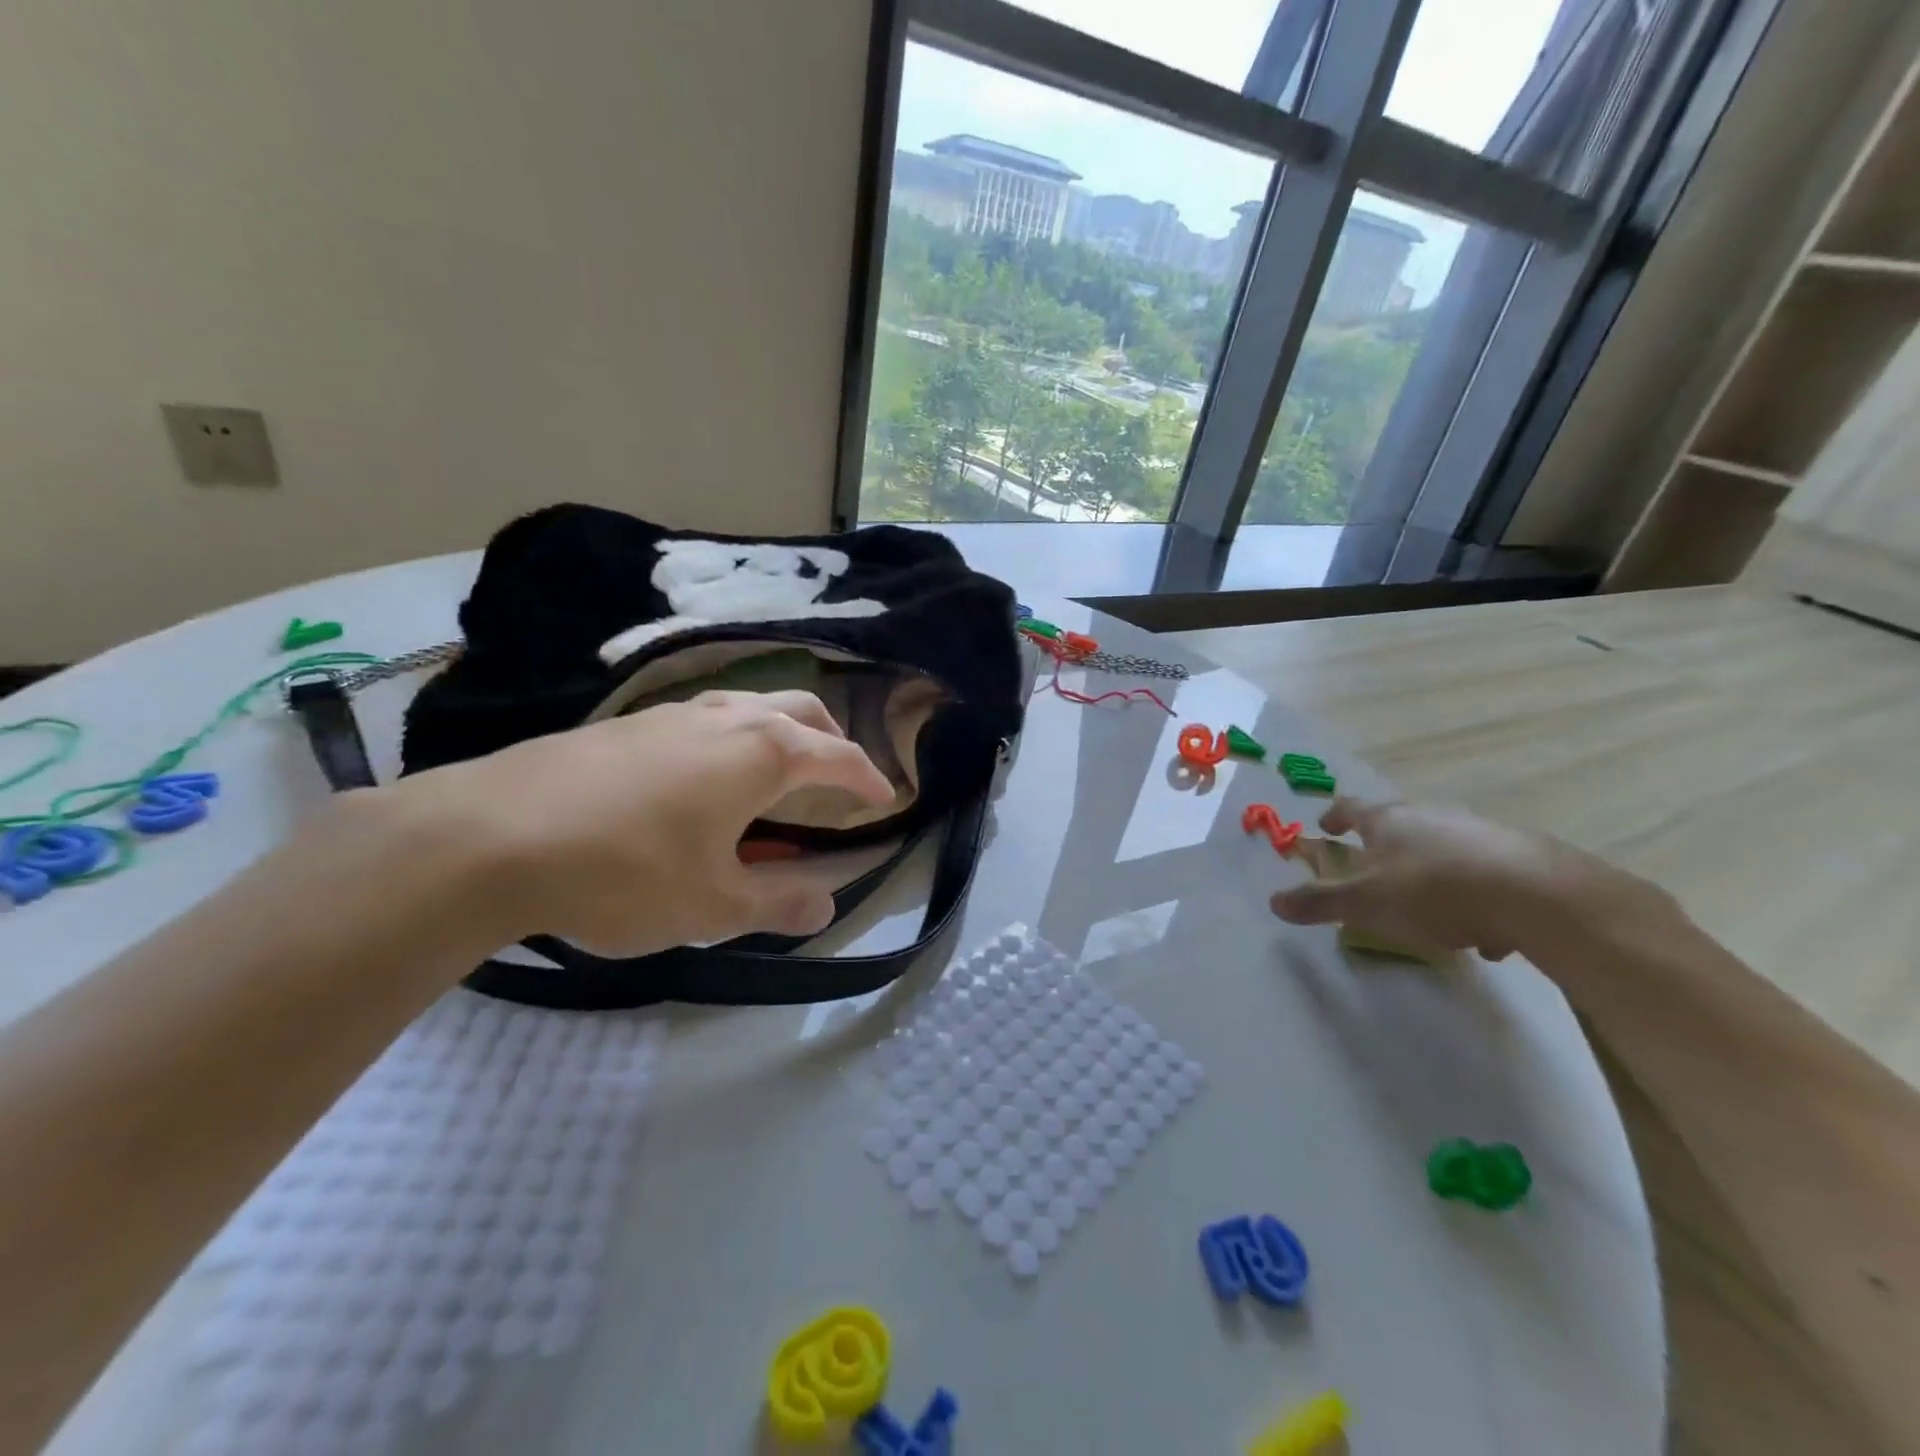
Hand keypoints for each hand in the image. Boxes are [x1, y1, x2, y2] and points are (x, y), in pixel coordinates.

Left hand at [386, 690, 894, 955]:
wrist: (491, 836)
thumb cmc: (625, 872)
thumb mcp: (713, 905)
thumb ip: (778, 903)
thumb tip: (825, 906)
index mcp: (762, 754)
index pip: (837, 756)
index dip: (868, 777)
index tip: (886, 795)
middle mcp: (726, 718)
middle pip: (801, 710)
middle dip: (832, 738)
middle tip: (839, 775)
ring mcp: (673, 713)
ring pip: (750, 704)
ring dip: (780, 731)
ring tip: (777, 772)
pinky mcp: (627, 723)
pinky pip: (704, 717)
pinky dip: (732, 737)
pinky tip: (705, 776)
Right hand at [1269, 797, 1613, 960]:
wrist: (1536, 895)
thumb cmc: (1431, 890)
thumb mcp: (1363, 902)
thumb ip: (1318, 902)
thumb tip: (1273, 902)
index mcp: (1387, 820)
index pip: (1350, 809)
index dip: (1334, 817)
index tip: (1325, 827)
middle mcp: (1430, 815)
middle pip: (1399, 825)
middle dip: (1384, 849)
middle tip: (1375, 875)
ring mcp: (1477, 830)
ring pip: (1443, 849)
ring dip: (1430, 873)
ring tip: (1430, 913)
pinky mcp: (1519, 854)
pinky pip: (1483, 873)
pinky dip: (1474, 895)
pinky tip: (1483, 932)